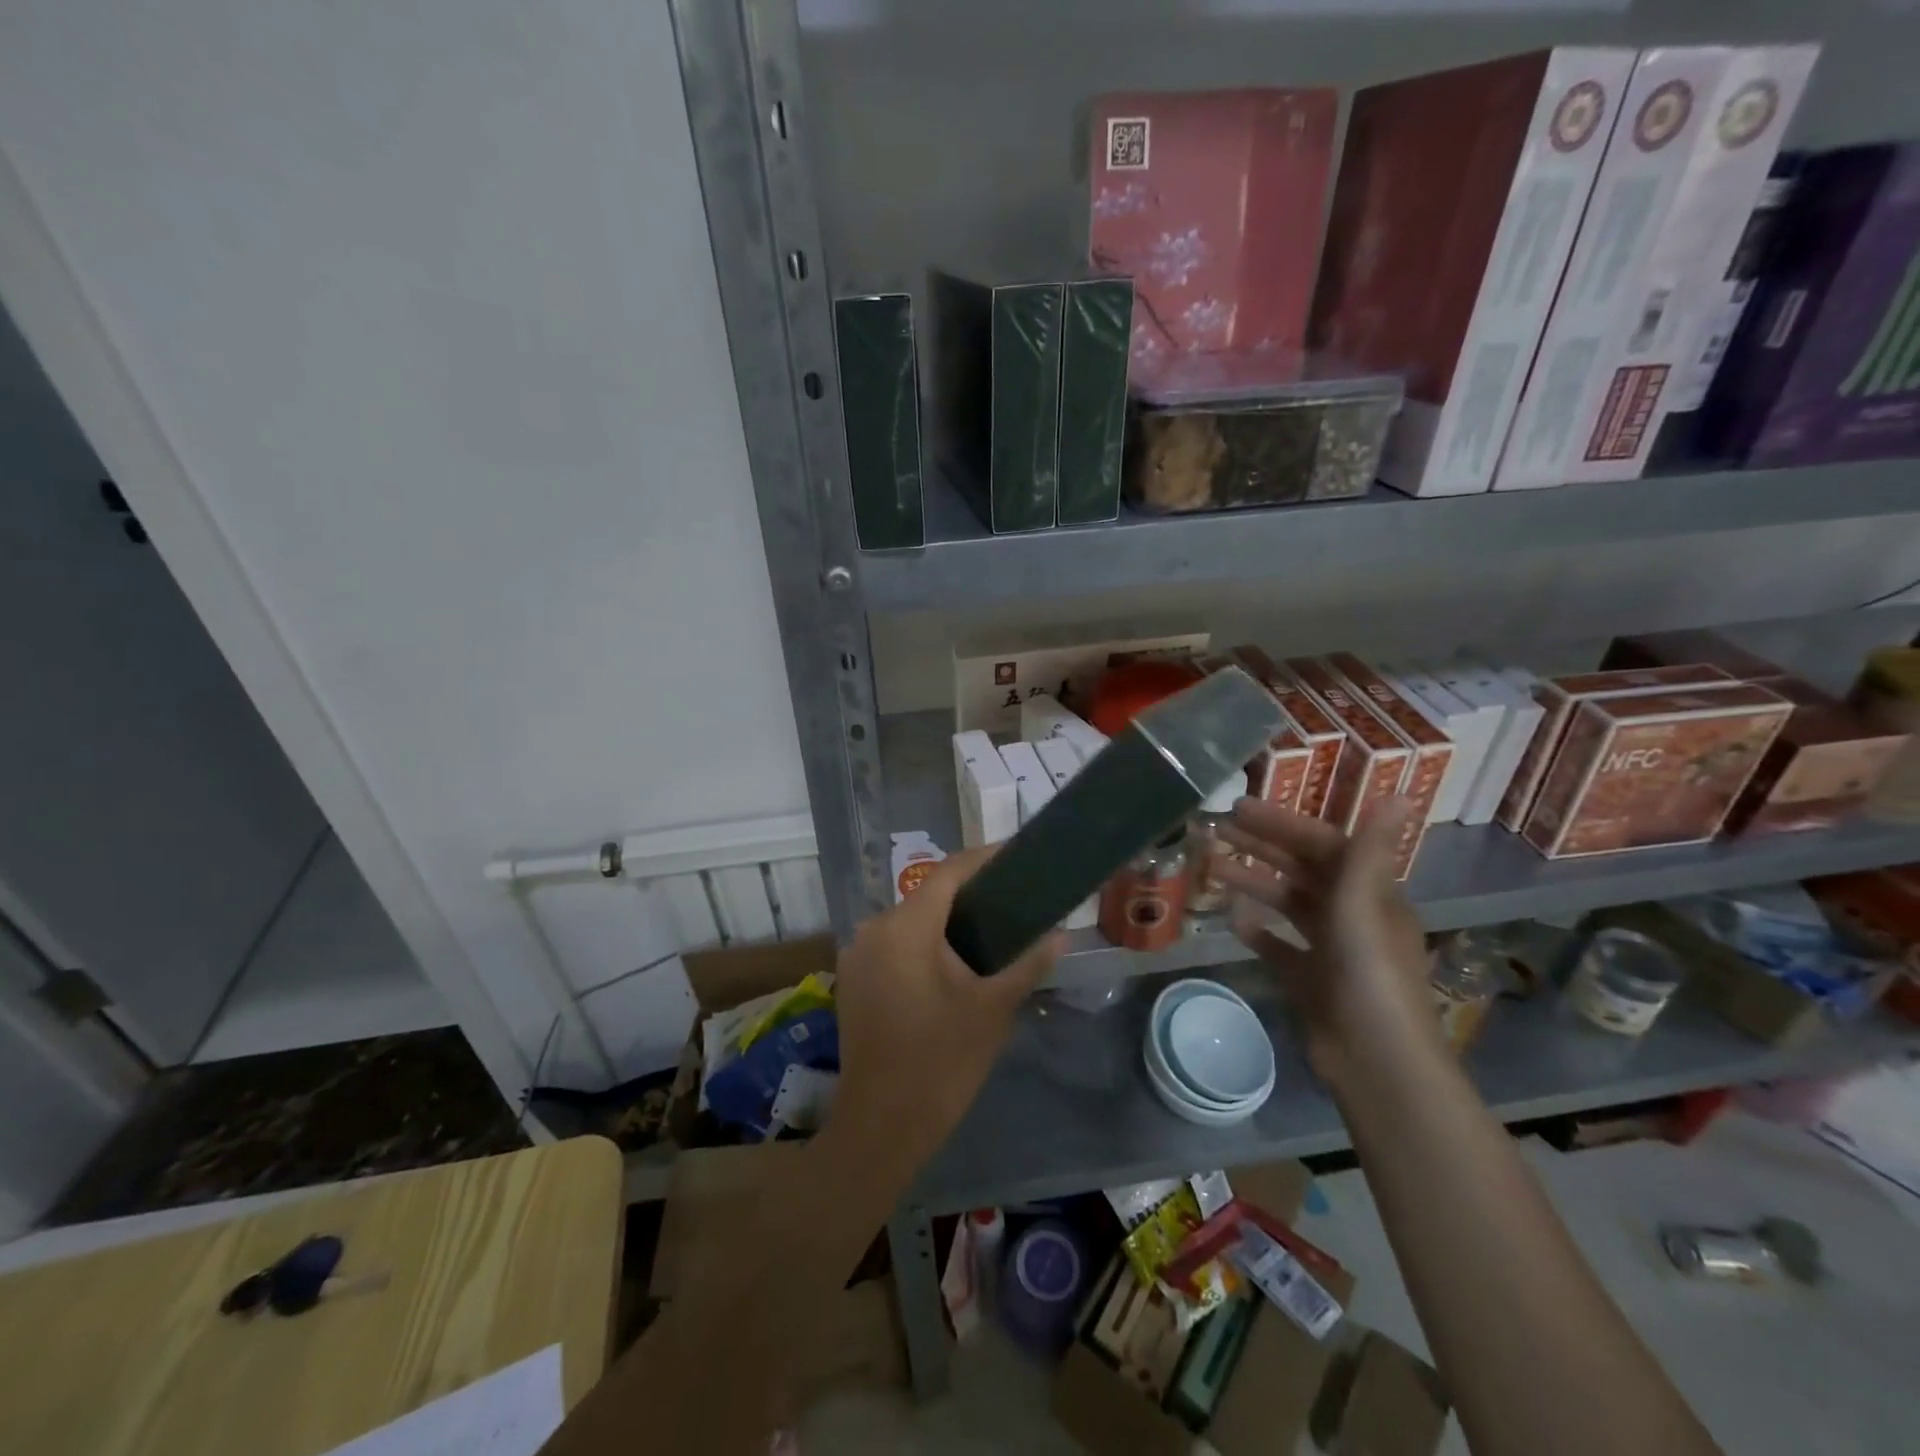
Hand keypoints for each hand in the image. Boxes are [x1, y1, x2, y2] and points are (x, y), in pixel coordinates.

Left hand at [826, 848, 1059, 1173]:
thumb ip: (1027, 963)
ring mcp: (857, 954)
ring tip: (990, 927)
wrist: (882, 1125)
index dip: (985, 859)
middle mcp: (874, 929)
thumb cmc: (942, 1062)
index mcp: (906, 927)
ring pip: (910, 920)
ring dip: (946, 920)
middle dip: (969, 894)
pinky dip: (923, 942)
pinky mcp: (853, 978)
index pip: (949, 872)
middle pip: (927, 895)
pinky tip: (952, 960)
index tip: (1017, 856)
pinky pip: (893, 943)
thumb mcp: (993, 1009)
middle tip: (1013, 898)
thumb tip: (1060, 935)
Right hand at [1212, 798, 1439, 1083]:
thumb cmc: (1368, 973)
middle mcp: (1351, 916)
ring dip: (1253, 883)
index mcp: (1369, 894)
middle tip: (1216, 830)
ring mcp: (1330, 951)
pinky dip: (1258, 932)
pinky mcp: (1311, 982)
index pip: (1322, 845)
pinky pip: (1280, 948)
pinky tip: (1233, 922)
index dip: (1282, 824)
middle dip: (1260, 848)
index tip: (1239, 808)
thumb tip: (1399, 792)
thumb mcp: (1364, 904)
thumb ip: (1370, 849)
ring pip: (1286, 905)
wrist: (1375, 1059)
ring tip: (1211, 868)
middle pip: (1301, 871)